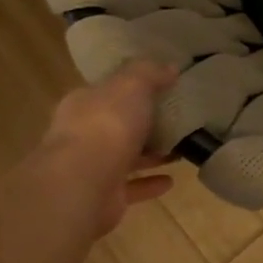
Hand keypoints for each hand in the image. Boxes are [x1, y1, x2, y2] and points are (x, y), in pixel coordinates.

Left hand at [34, 61, 177, 235]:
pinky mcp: (103, 196)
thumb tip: (170, 66)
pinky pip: (132, 186)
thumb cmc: (106, 125)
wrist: (82, 184)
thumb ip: (149, 73)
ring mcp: (91, 168)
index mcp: (84, 104)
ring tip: (180, 149)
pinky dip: (150, 183)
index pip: (107, 92)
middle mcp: (83, 134)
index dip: (132, 88)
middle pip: (116, 125)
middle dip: (143, 123)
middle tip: (177, 120)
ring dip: (150, 154)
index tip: (161, 88)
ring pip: (125, 157)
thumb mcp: (131, 85)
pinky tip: (171, 180)